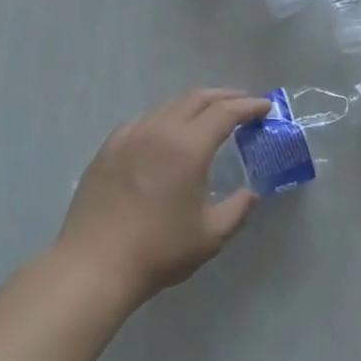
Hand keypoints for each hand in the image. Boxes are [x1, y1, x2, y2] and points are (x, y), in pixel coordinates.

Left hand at [56, 89, 270, 307]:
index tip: (265, 106)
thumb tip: (250, 194)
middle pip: (195, 99)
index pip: (225, 113)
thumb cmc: (159, 250)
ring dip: (193, 106)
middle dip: (223, 97)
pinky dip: (164, 119)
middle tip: (243, 102)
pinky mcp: (108, 148)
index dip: (248, 106)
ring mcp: (129, 136)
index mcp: (188, 147)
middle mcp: (159, 130)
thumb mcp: (211, 236)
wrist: (95, 264)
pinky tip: (165, 133)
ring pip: (167, 107)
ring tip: (207, 116)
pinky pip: (143, 122)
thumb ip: (237, 209)